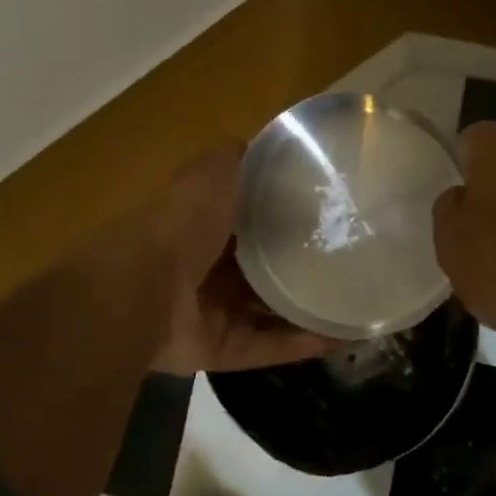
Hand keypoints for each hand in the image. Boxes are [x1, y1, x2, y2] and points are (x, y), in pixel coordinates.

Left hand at [140, 143, 332, 375]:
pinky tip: (340, 337)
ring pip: (268, 311)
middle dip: (302, 266)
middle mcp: (208, 265)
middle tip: (353, 263)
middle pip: (263, 267)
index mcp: (205, 222)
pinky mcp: (217, 347)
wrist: (140, 291)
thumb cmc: (181, 223)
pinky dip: (298, 344)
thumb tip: (267, 148)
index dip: (289, 215)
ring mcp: (211, 310)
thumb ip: (238, 159)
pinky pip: (265, 346)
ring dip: (308, 310)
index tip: (333, 214)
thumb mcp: (213, 172)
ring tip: (356, 305)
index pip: (253, 217)